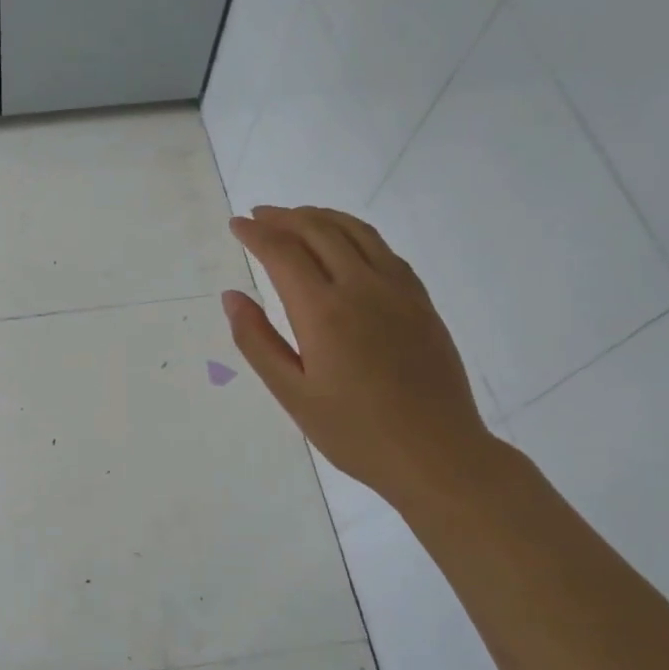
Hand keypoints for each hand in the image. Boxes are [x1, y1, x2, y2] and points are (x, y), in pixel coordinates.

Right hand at [224, 205, 495, 507]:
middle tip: (259, 215)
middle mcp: (362, 288)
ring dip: (320, 216)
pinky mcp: (420, 301)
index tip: (236, 225)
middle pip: (319, 230)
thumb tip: (232, 296)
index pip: (283, 253)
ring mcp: (398, 290)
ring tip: (295, 217)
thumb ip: (257, 341)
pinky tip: (344, 242)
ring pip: (355, 232)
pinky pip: (383, 249)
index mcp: (324, 312)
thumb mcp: (292, 394)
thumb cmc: (354, 432)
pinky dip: (355, 233)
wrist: (436, 453)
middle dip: (284, 217)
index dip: (256, 234)